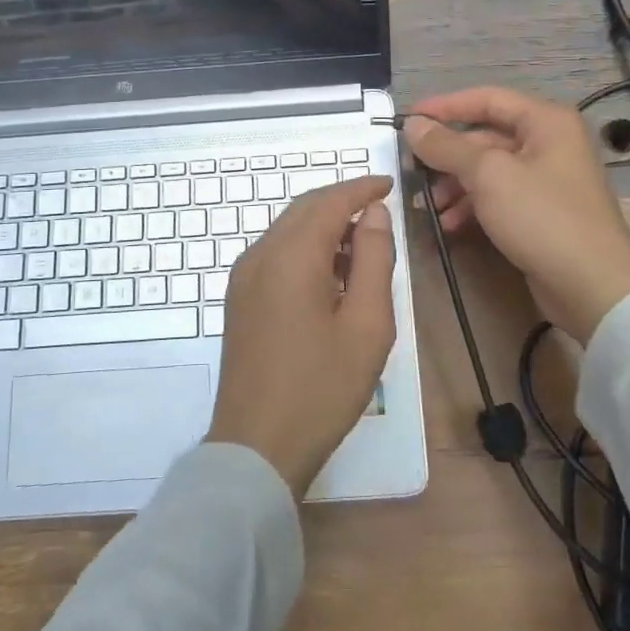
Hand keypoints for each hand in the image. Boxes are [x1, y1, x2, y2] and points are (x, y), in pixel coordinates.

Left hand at [206, 175, 396, 497]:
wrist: (256, 446)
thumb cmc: (321, 387)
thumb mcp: (367, 325)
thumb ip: (374, 260)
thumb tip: (374, 214)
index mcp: (291, 256)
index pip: (329, 202)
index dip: (361, 189)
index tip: (390, 184)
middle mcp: (260, 255)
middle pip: (304, 209)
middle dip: (342, 202)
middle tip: (380, 210)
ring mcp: (244, 278)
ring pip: (288, 230)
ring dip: (323, 226)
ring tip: (362, 244)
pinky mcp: (239, 299)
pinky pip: (275, 254)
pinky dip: (305, 248)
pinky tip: (330, 273)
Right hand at [405, 87, 629, 343]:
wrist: (593, 287)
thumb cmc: (542, 217)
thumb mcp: (488, 175)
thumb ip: (447, 146)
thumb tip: (413, 124)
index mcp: (546, 121)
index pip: (487, 99)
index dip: (445, 106)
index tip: (408, 118)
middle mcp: (550, 143)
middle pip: (486, 137)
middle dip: (447, 156)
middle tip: (412, 170)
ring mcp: (547, 180)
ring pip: (489, 171)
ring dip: (455, 185)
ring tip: (426, 206)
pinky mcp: (542, 213)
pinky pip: (499, 197)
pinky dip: (473, 206)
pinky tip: (449, 225)